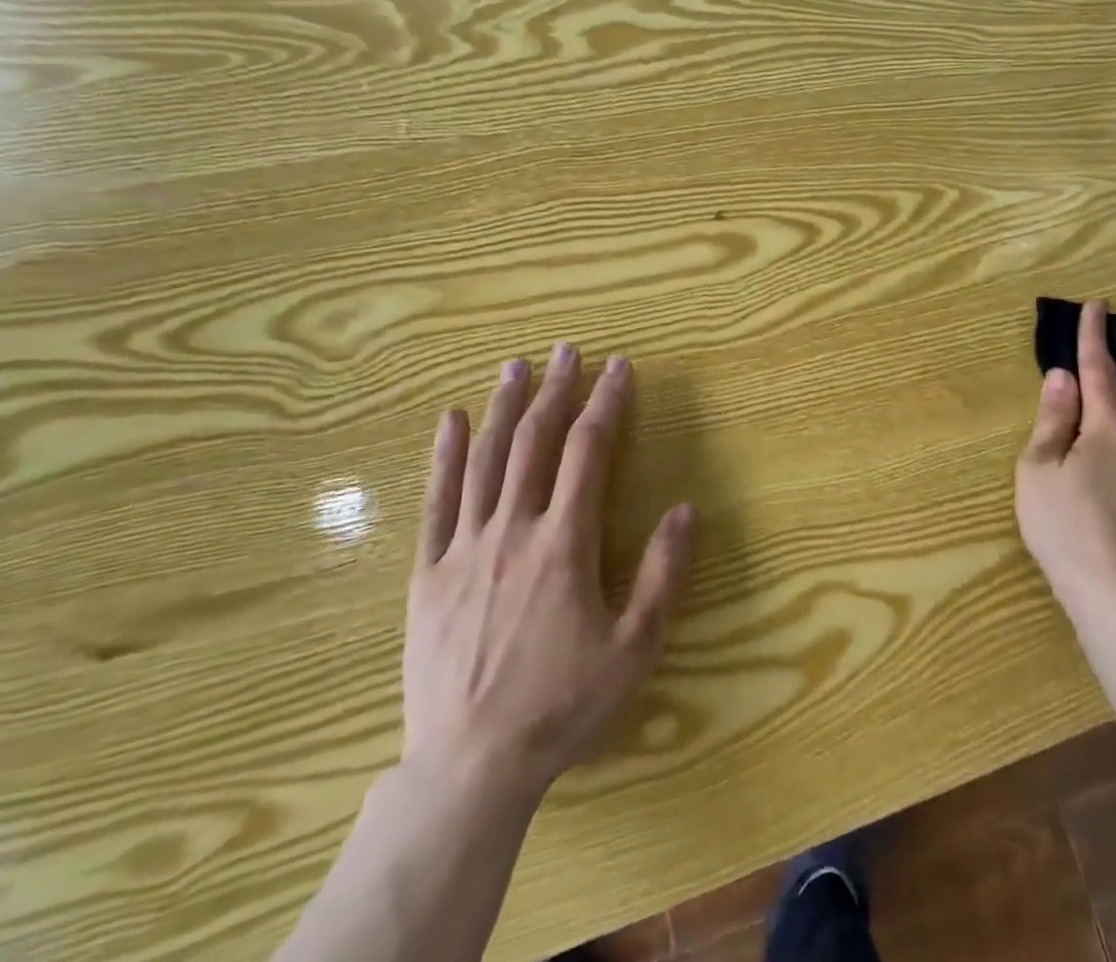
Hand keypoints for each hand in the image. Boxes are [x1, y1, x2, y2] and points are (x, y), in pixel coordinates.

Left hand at [403, 344, 693, 800]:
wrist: (471, 766)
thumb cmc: (562, 705)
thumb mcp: (635, 646)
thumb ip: (663, 573)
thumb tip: (686, 508)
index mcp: (565, 542)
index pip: (589, 451)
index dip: (606, 403)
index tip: (618, 368)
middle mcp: (514, 529)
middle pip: (536, 442)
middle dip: (555, 391)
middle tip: (566, 350)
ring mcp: (465, 548)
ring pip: (485, 460)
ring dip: (504, 408)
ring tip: (515, 366)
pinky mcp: (429, 573)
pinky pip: (437, 502)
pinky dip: (444, 456)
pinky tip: (451, 421)